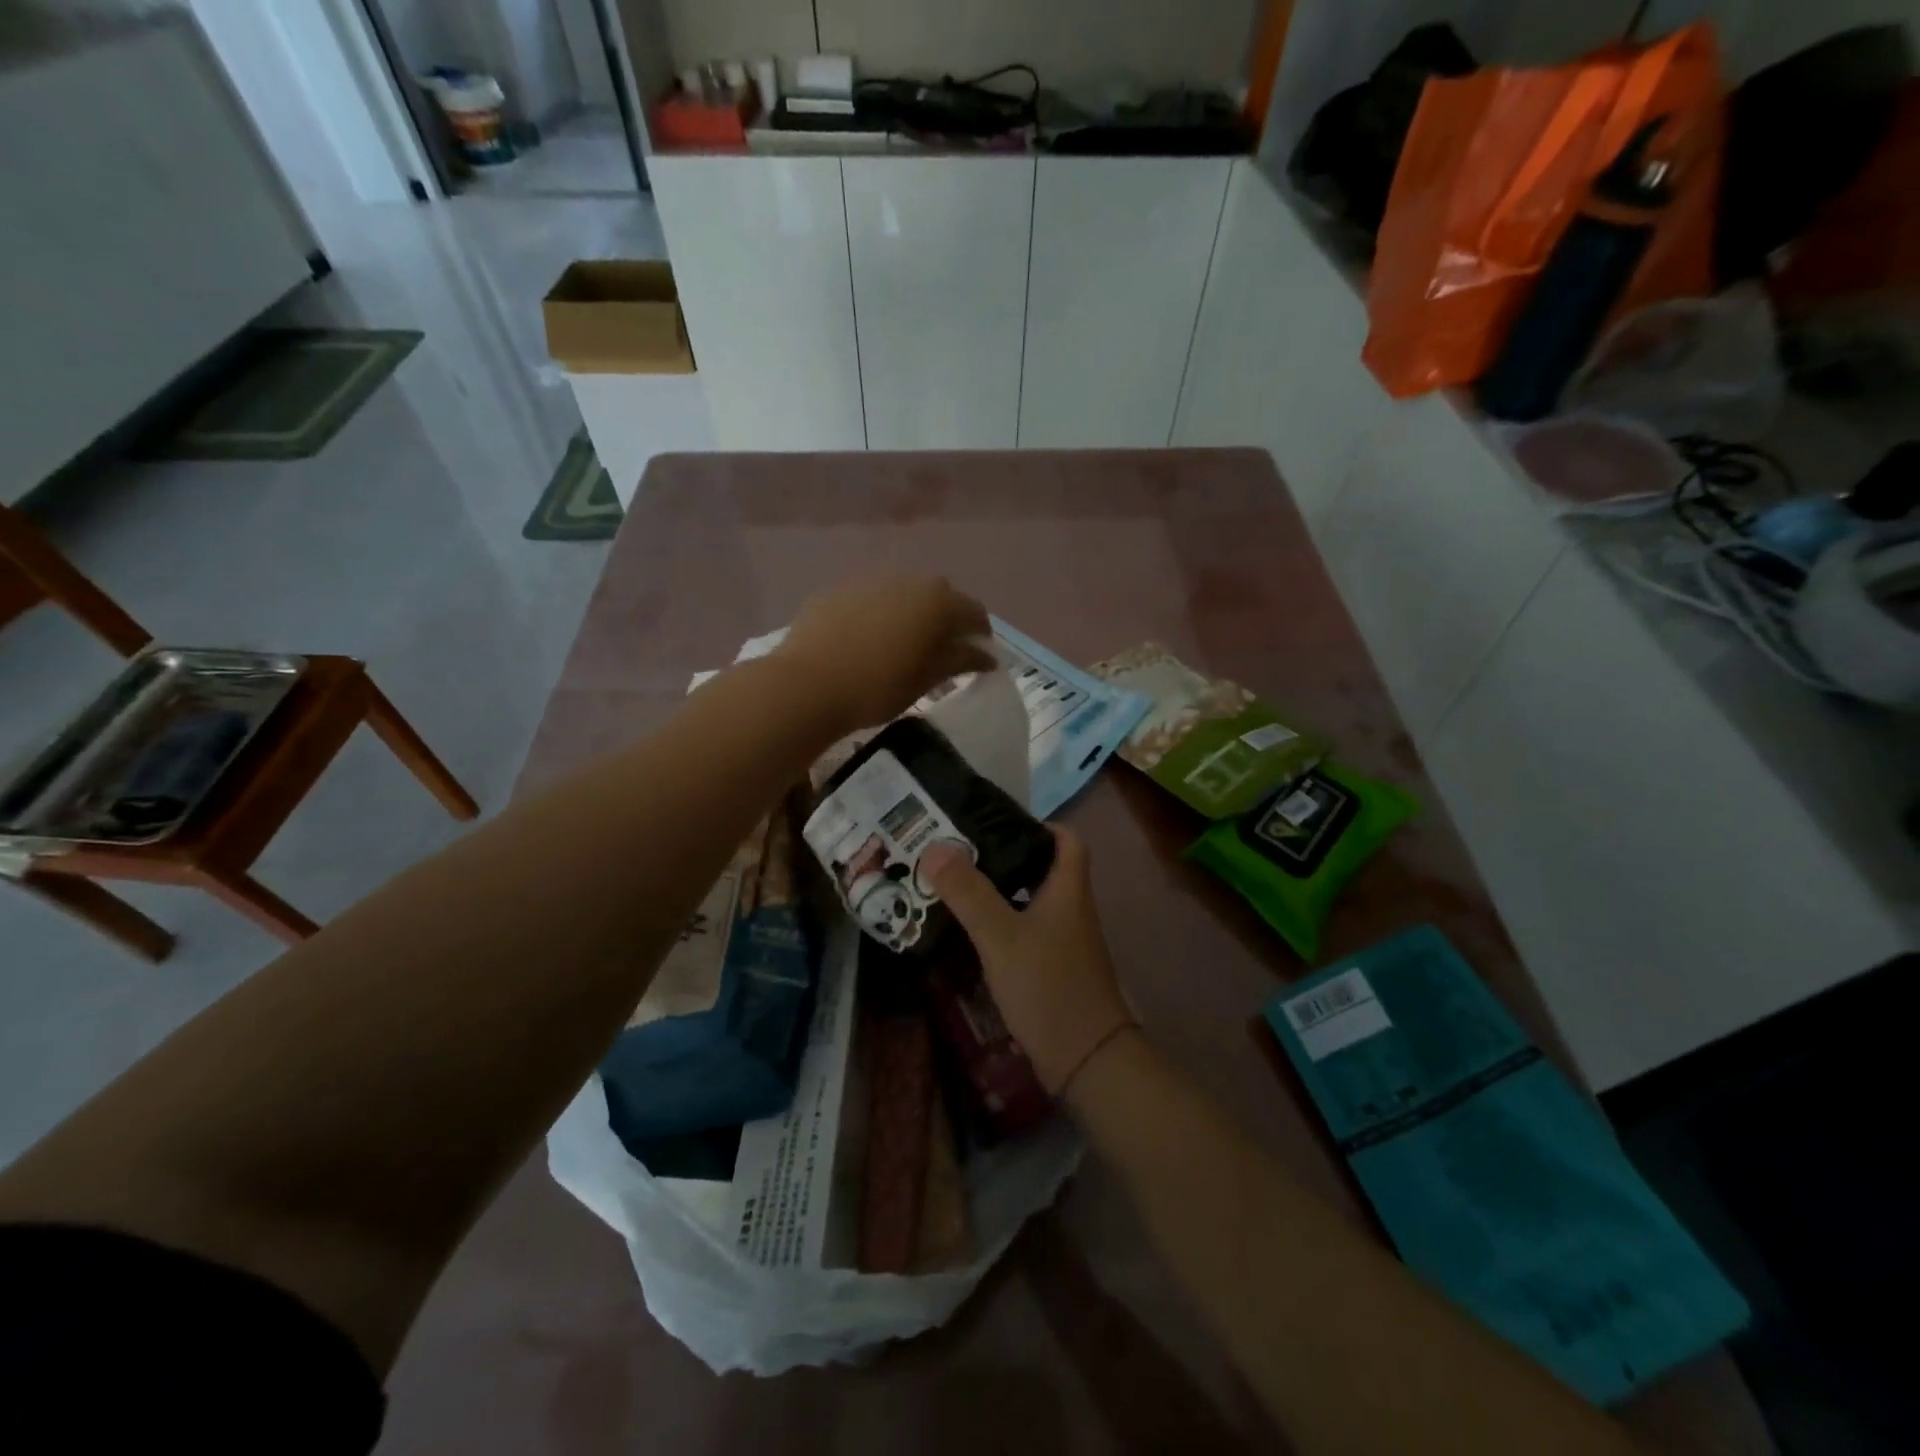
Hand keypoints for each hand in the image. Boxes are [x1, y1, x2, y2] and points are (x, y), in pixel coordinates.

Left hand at [777, 576, 994, 732]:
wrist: (806, 685)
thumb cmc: (877, 688)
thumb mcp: (925, 680)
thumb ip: (959, 661)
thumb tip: (986, 656)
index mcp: (937, 602)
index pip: (974, 612)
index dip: (980, 635)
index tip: (976, 658)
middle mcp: (908, 581)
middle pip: (939, 597)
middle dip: (946, 620)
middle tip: (940, 652)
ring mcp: (869, 581)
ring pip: (902, 594)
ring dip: (910, 614)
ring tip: (901, 646)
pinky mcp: (838, 590)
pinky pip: (871, 599)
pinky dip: (878, 614)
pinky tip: (866, 641)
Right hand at [922, 828, 1134, 1094]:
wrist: (1086, 1060)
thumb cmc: (1048, 986)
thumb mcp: (1001, 936)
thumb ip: (968, 892)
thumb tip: (935, 847)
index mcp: (1068, 890)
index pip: (1066, 840)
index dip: (1039, 824)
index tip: (998, 822)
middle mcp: (1072, 910)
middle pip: (1044, 869)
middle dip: (1007, 857)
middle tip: (962, 852)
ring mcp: (1066, 942)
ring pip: (1033, 902)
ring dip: (1001, 892)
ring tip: (956, 886)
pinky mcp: (1055, 969)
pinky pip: (1028, 932)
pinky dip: (1003, 925)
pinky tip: (973, 934)